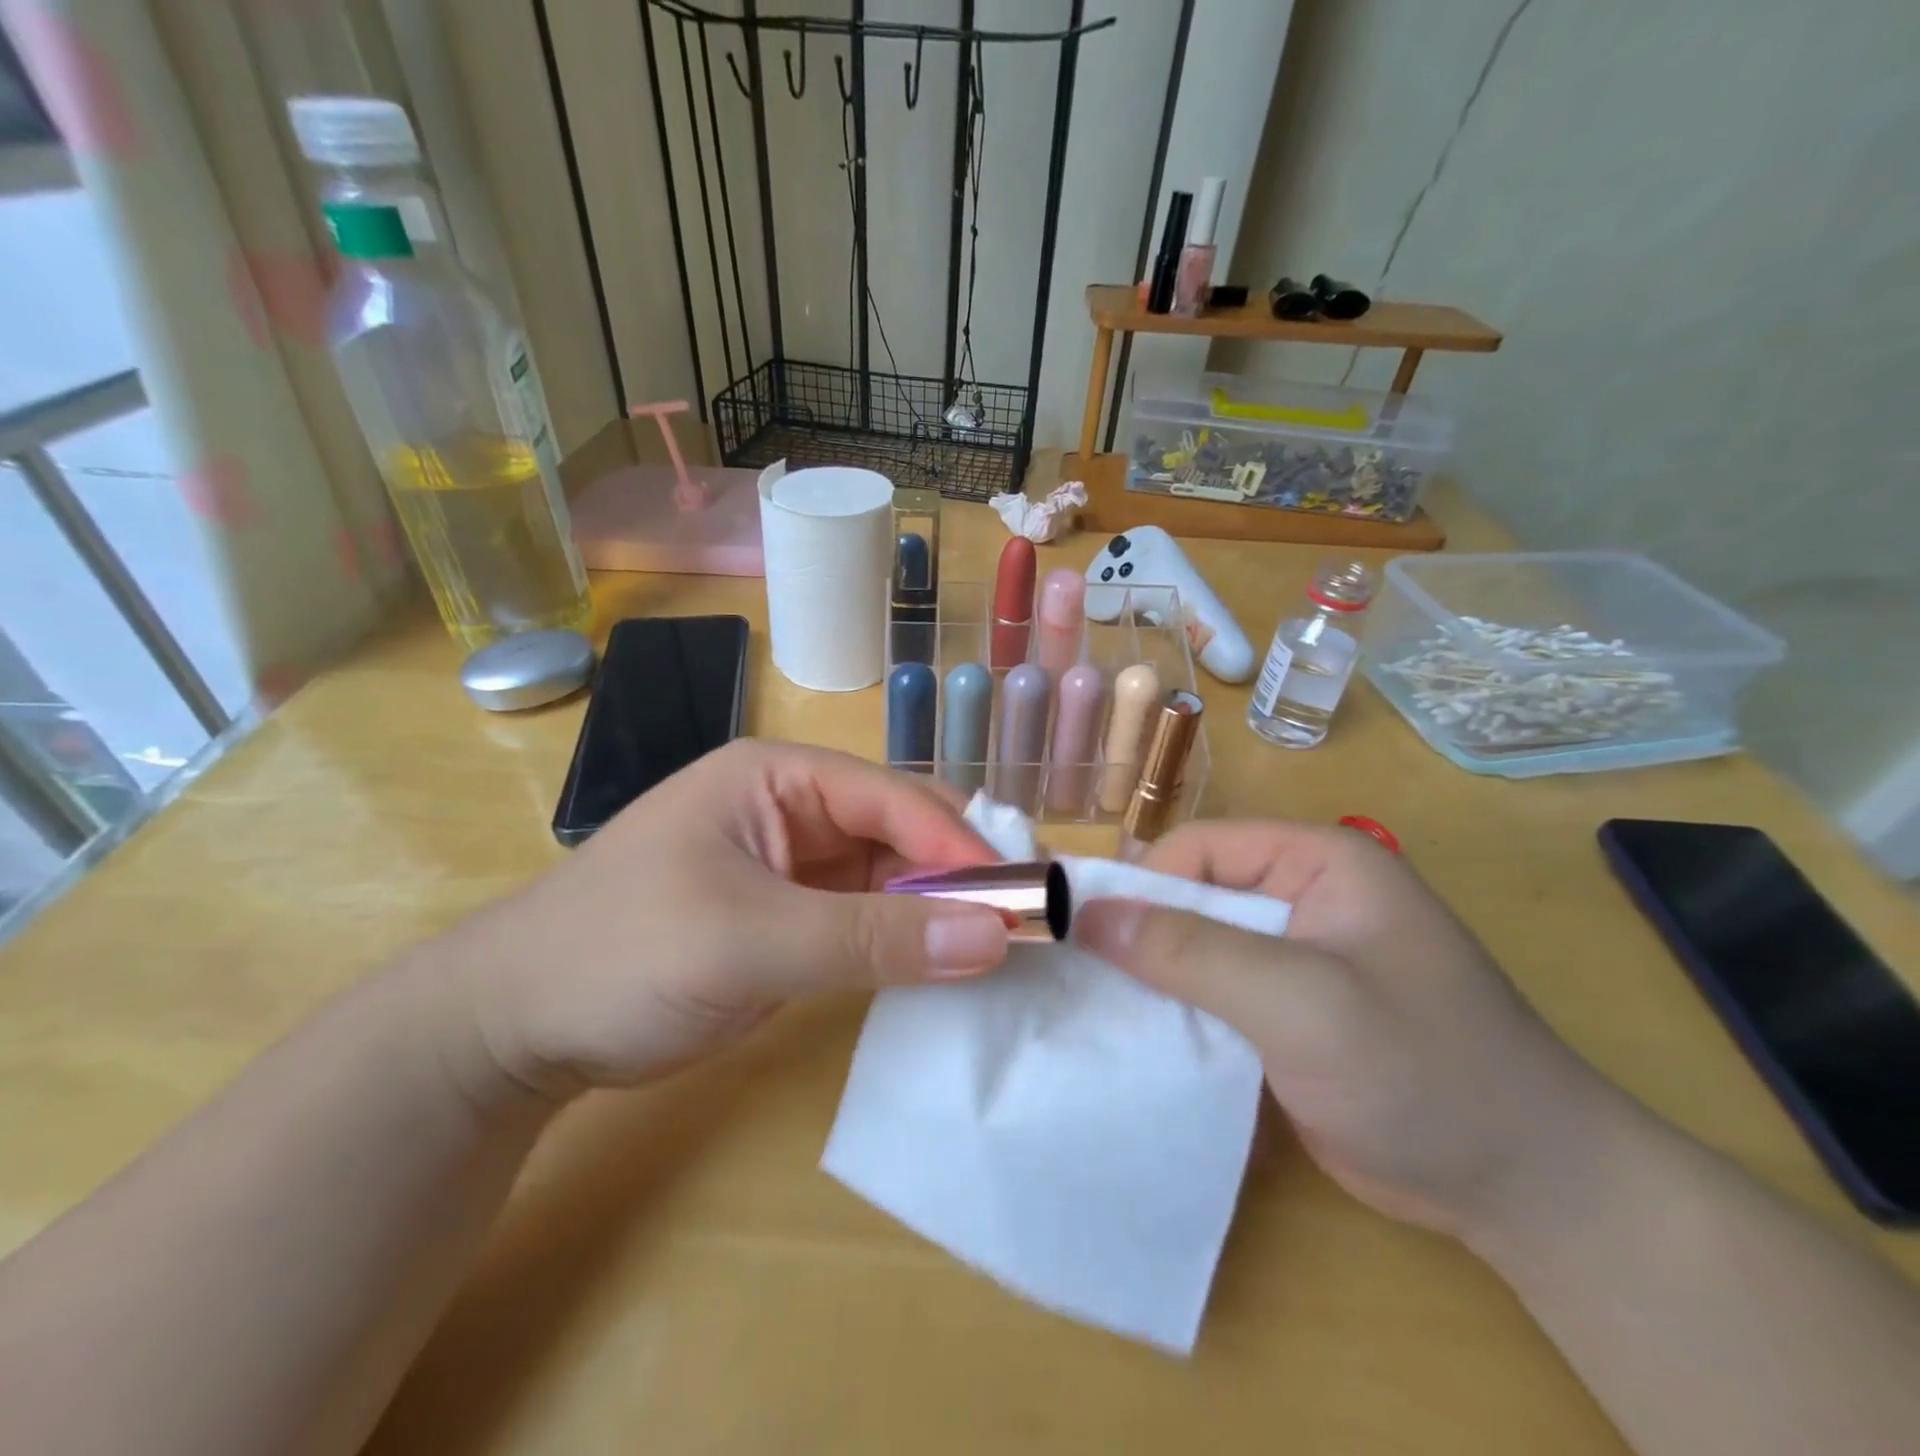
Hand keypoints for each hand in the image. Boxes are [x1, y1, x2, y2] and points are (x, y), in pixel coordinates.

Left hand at [441, 741, 1011, 1099]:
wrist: (517, 1028)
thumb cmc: (622, 954)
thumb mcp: (749, 940)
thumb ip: (872, 939)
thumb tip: (992, 937)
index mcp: (778, 777)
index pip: (891, 797)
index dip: (958, 843)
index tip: (1020, 893)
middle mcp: (795, 809)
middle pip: (899, 831)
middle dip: (958, 873)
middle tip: (1025, 920)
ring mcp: (795, 866)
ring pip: (891, 877)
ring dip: (939, 908)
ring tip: (1002, 945)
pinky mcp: (794, 918)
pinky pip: (869, 919)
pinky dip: (908, 940)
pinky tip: (948, 962)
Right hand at [1077, 821, 1609, 1235]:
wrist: (1526, 1191)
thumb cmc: (1421, 1070)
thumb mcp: (1300, 1001)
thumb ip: (1191, 952)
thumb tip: (1085, 913)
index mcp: (1316, 861)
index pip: (1198, 849)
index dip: (1141, 885)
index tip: (1088, 939)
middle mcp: (1301, 896)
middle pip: (1192, 896)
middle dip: (1141, 936)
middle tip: (1086, 982)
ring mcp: (1294, 958)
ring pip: (1195, 948)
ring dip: (1154, 979)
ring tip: (1102, 1014)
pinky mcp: (1286, 1012)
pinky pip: (1212, 995)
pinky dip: (1178, 1014)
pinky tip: (1143, 1043)